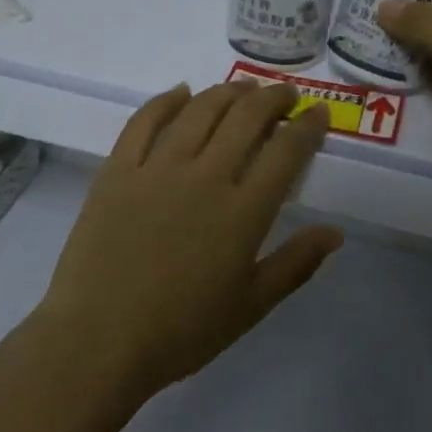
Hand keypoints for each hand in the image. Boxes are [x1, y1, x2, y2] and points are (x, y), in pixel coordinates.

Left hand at [35, 81, 341, 400]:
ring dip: (227, 92)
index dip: (308, 126)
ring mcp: (157, 168)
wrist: (97, 342)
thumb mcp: (251, 306)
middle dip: (273, 98)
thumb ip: (296, 264)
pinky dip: (166, 100)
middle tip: (284, 94)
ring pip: (199, 110)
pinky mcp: (117, 170)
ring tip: (243, 88)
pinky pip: (144, 121)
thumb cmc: (181, 331)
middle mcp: (205, 177)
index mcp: (242, 212)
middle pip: (245, 118)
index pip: (286, 151)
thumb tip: (335, 232)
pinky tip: (181, 92)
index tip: (318, 113)